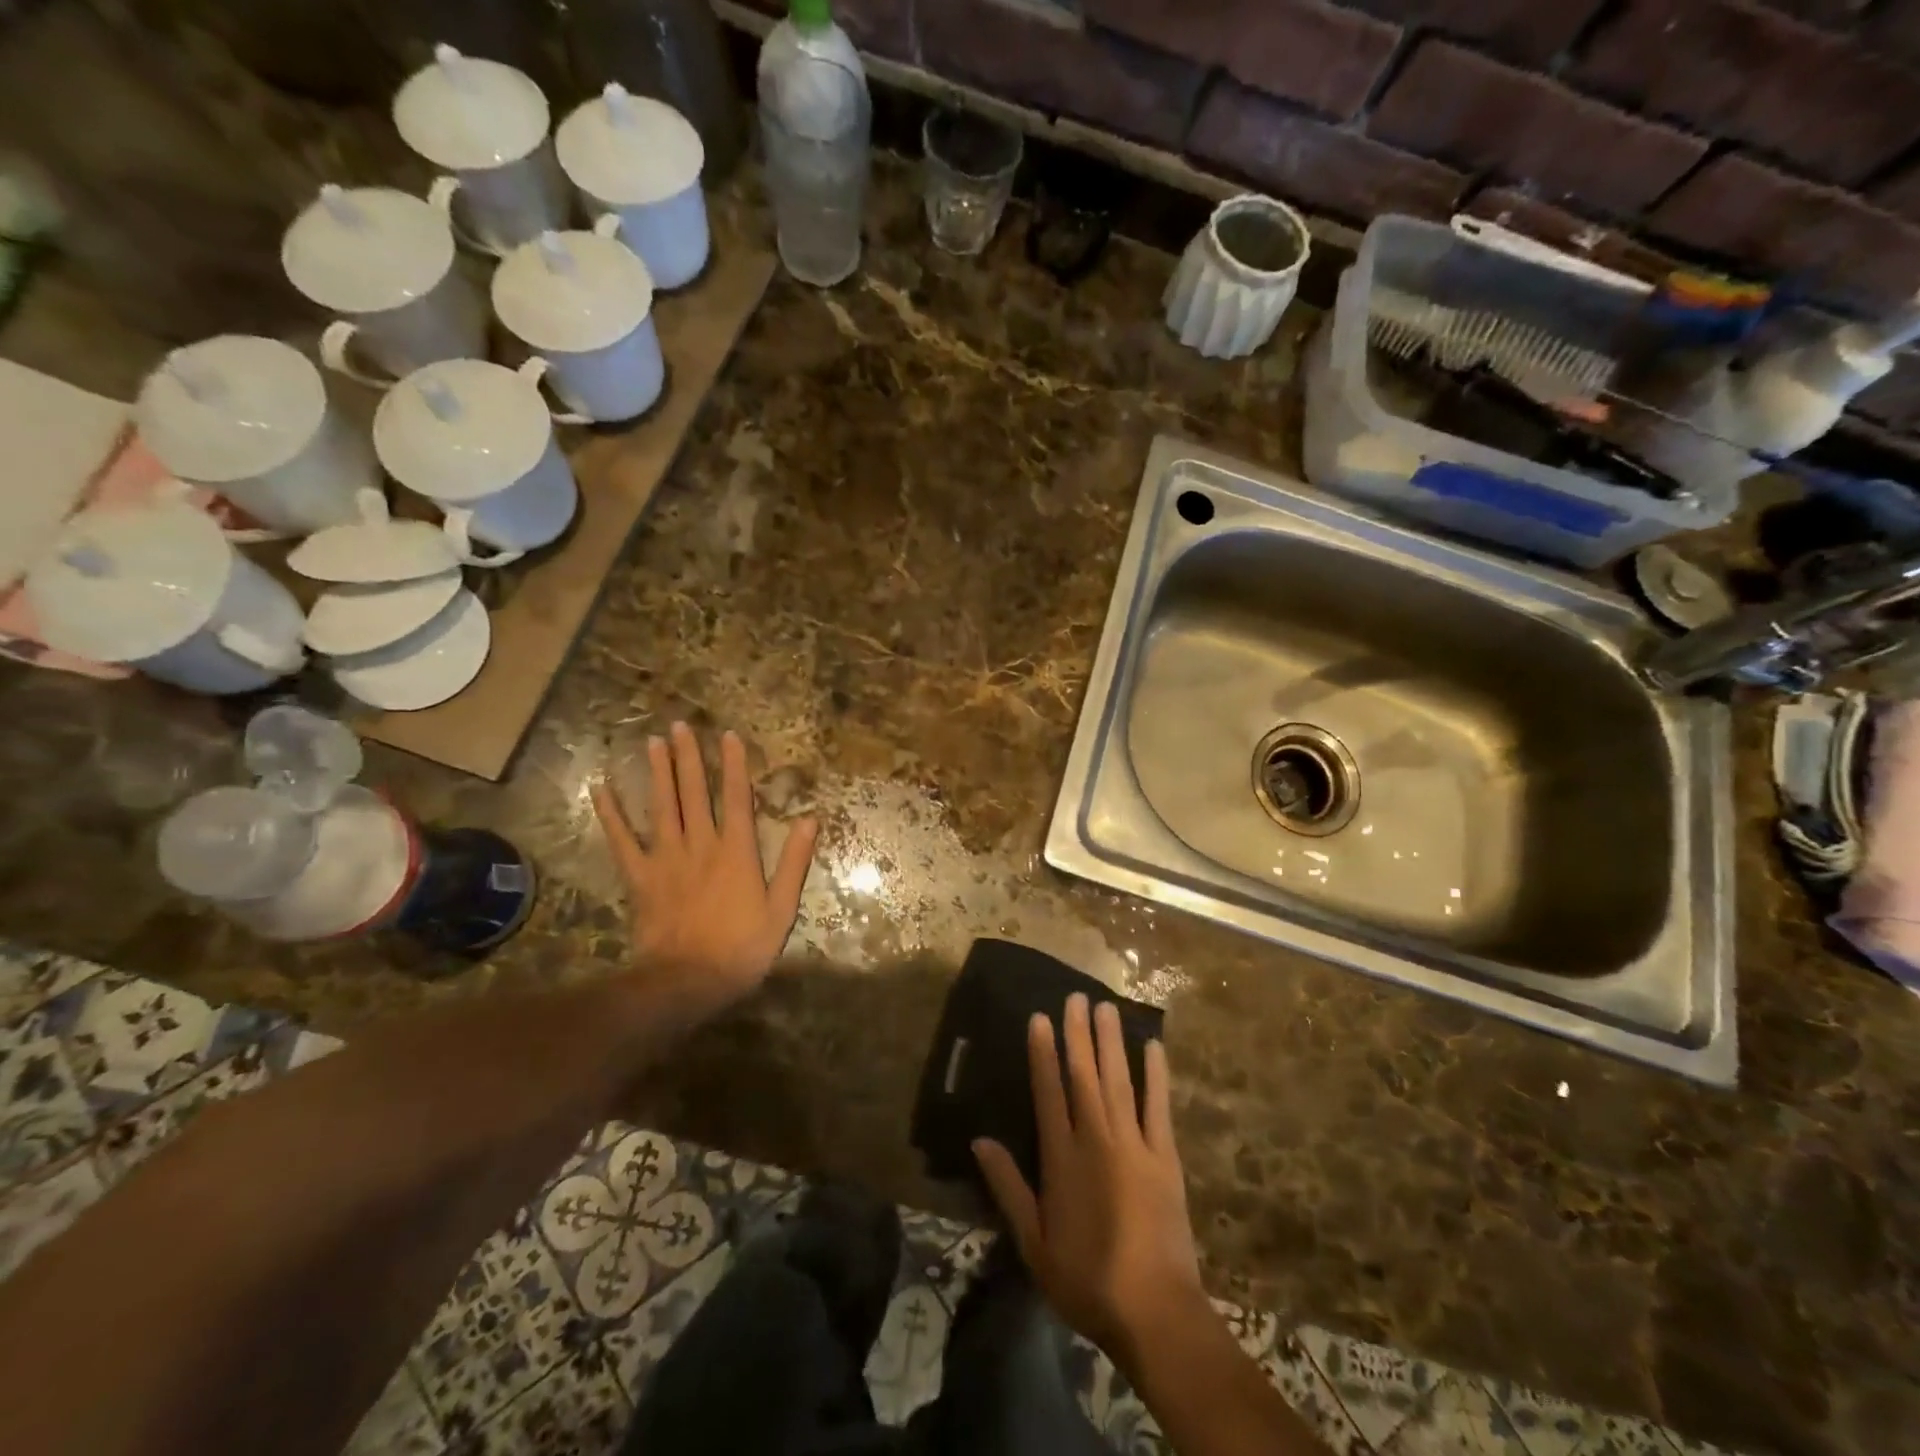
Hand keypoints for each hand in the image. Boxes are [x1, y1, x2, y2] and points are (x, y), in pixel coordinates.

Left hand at [592, 723, 817, 1015]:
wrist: (688, 980)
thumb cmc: (742, 947)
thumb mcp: (782, 908)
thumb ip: (794, 862)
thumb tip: (810, 819)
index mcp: (737, 851)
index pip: (737, 798)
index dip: (735, 765)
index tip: (729, 735)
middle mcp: (701, 844)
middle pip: (694, 793)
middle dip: (689, 757)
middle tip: (680, 726)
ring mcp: (667, 858)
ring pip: (662, 807)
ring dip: (658, 773)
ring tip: (652, 742)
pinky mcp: (641, 876)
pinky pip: (622, 840)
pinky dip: (611, 814)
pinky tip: (600, 789)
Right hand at [973, 994, 1206, 1369]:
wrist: (1155, 1312)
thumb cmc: (1087, 1279)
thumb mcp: (1034, 1243)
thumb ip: (1008, 1187)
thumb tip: (980, 1140)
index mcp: (1062, 1159)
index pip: (1049, 1092)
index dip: (1043, 1053)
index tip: (1040, 1018)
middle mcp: (1097, 1140)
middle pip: (1084, 1075)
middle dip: (1078, 1033)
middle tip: (1076, 995)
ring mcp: (1134, 1145)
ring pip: (1118, 1081)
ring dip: (1111, 1042)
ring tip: (1105, 1007)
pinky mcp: (1165, 1157)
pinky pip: (1158, 1107)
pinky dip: (1156, 1075)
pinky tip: (1153, 1047)